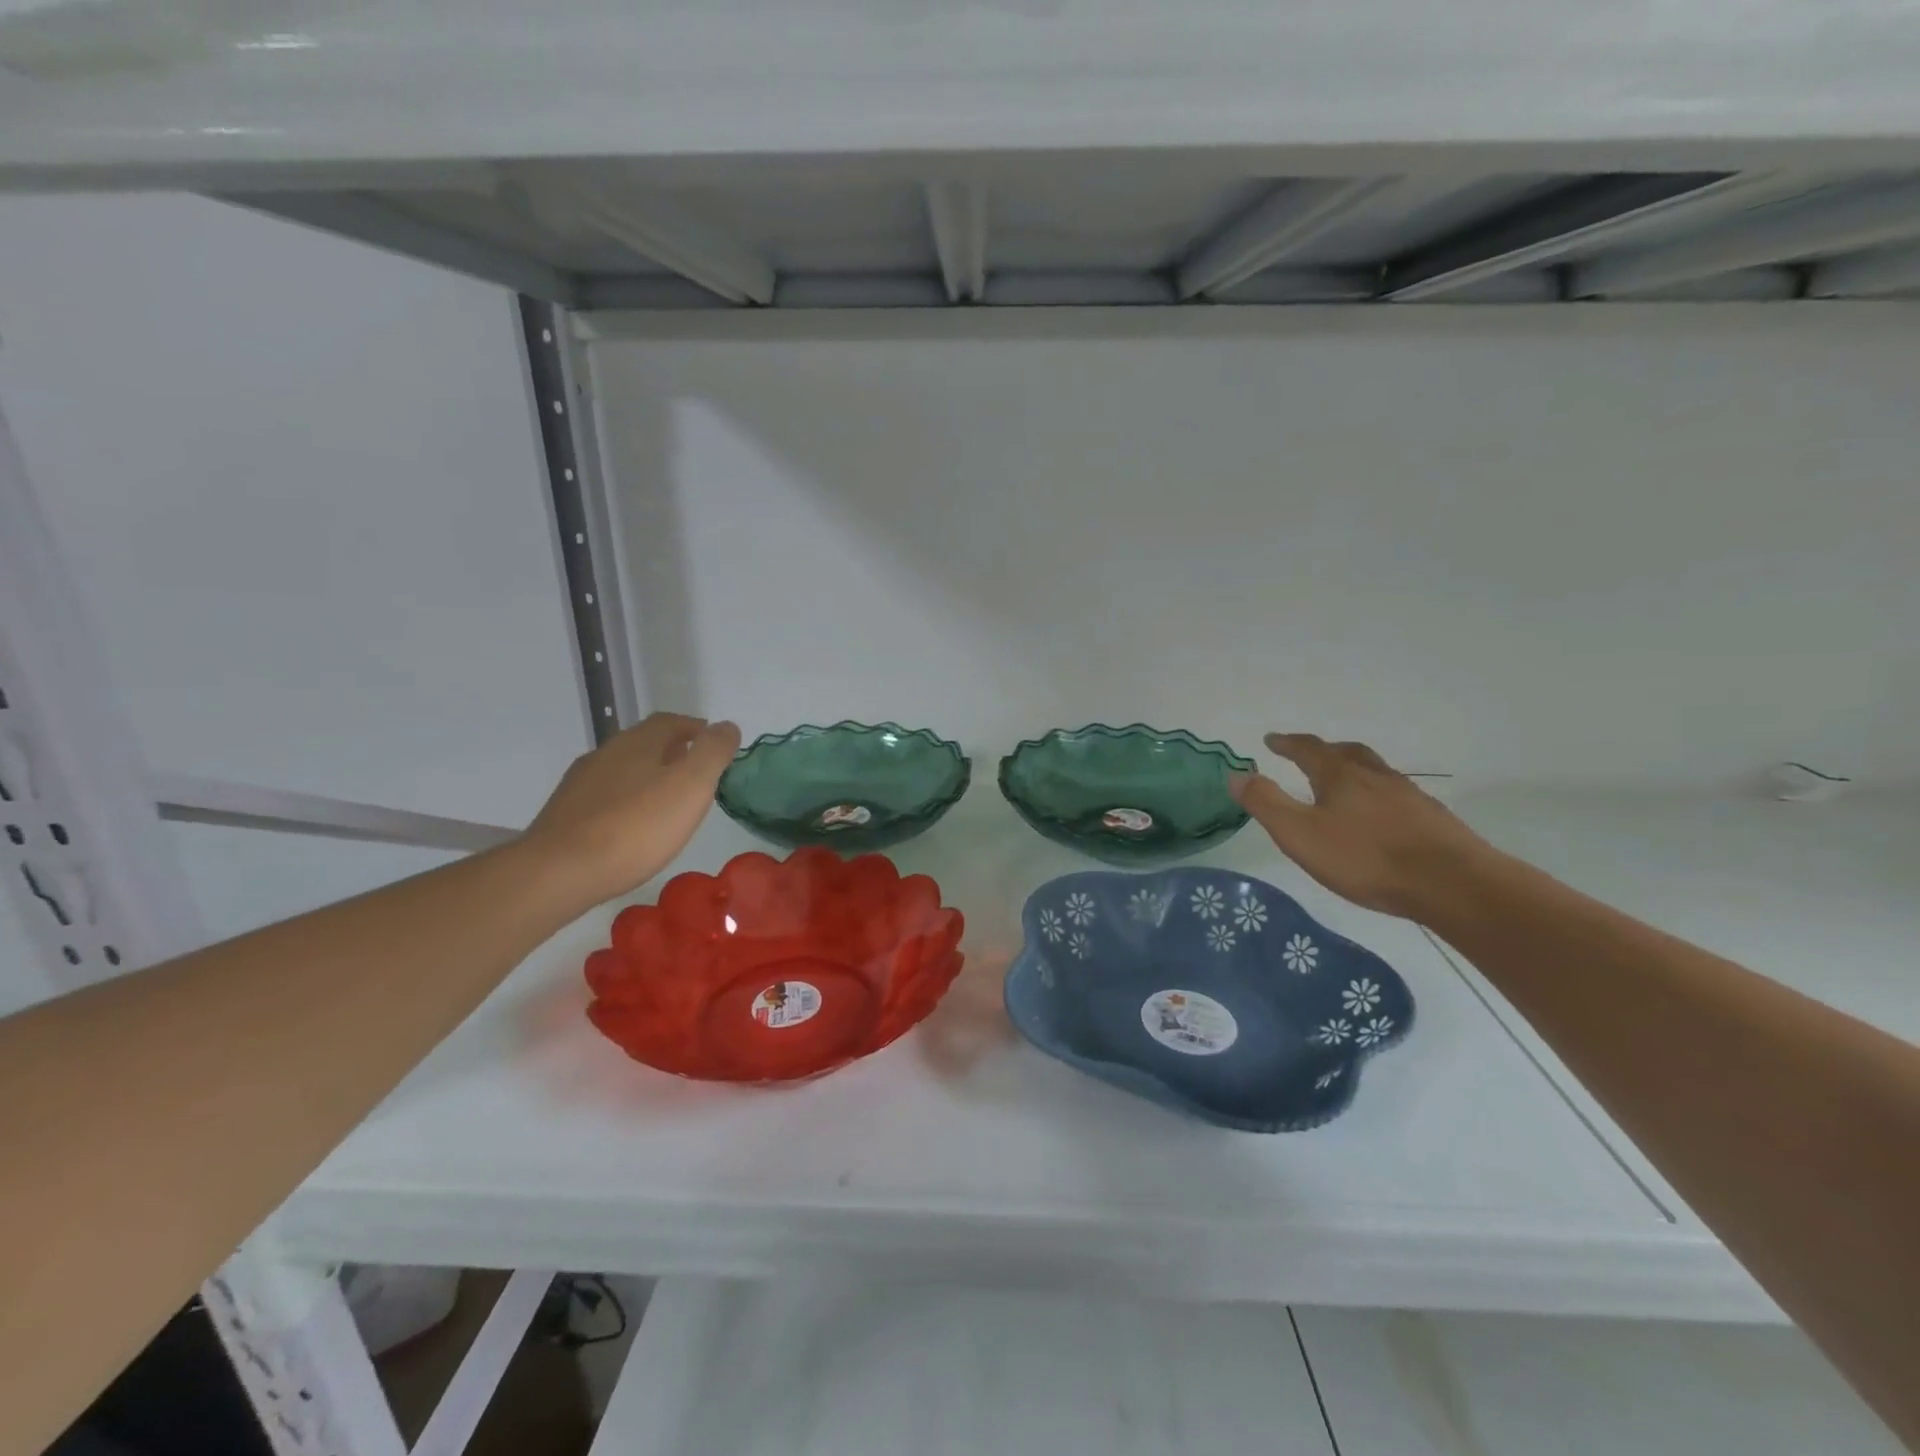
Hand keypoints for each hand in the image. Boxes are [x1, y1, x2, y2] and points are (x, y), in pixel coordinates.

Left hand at [524, 713, 740, 908]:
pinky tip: (634, 826)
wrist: (560, 871)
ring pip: (623, 770)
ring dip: (648, 777)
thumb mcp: (691, 785)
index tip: (715, 745)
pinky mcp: (566, 814)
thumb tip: (727, 726)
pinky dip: (627, 802)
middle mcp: (606, 754)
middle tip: (697, 774)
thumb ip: (713, 752)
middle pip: (645, 743)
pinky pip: (606, 798)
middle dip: (673, 752)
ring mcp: (581, 784)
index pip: (671, 721)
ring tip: (669, 802)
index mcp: (638, 742)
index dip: (696, 729)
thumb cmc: (637, 826)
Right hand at [1230, 733, 1498, 921]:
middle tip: (1309, 754)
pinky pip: (1397, 795)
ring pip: (1376, 772)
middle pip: (1347, 753)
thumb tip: (1236, 774)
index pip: (1309, 749)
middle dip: (1324, 750)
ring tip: (1344, 782)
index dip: (1287, 743)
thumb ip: (1266, 803)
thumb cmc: (1366, 857)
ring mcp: (1408, 796)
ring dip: (1354, 770)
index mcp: (1340, 776)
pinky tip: (1380, 816)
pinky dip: (1379, 795)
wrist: (1451, 883)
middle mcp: (1375, 777)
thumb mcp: (1300, 834)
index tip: (1272, 740)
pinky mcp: (1432, 819)